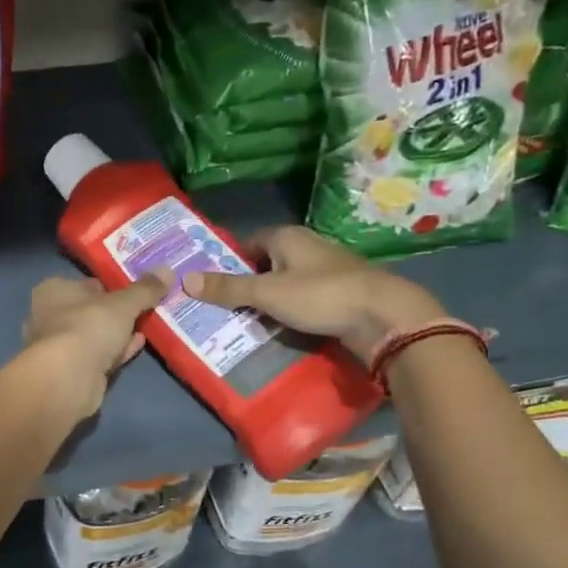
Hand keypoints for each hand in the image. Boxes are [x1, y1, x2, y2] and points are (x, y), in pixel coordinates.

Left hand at [22, 270, 170, 416]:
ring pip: (96, 335)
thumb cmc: (89, 326)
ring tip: (148, 324)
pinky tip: (139, 344)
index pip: (86, 283)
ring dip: (119, 332)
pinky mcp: (71, 372)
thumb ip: (145, 289)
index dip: (111, 286)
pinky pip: (100, 356)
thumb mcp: (123, 303)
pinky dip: (117, 350)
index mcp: (53, 291)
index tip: (136, 289)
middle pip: (91, 310)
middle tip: (147, 307)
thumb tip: (168, 270)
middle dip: (117, 312)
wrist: (69, 379)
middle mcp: (50, 316)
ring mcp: (59, 347)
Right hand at [179, 226, 444, 356]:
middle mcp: (309, 247)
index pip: (249, 243)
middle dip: (248, 284)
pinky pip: (307, 300)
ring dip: (271, 301)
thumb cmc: (320, 295)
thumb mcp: (266, 293)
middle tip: (225, 308)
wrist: (384, 316)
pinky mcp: (343, 294)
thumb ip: (227, 288)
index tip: (213, 284)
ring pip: (288, 283)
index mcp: (288, 237)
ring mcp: (329, 270)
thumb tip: (184, 280)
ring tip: (248, 323)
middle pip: (268, 264)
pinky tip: (283, 330)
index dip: (230, 261)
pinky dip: (293, 312)